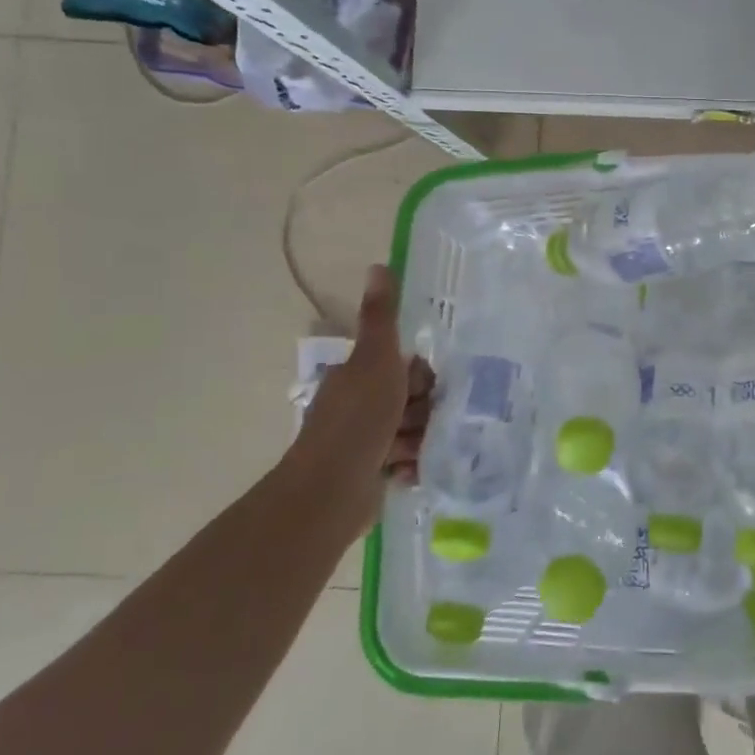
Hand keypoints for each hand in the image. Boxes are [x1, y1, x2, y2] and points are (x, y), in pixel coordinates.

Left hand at [288, 266, 433, 514]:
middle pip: (415, 400)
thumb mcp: (375, 360)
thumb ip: (381, 317)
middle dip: (424, 412)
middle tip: (418, 422)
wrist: (330, 489)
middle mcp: (362, 405)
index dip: (422, 377)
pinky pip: (409, 461)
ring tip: (411, 451)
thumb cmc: (357, 419)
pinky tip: (409, 471)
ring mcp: (366, 440)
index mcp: (361, 376)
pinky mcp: (372, 472)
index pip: (408, 368)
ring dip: (420, 441)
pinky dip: (412, 467)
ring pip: (415, 431)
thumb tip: (378, 265)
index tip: (422, 388)